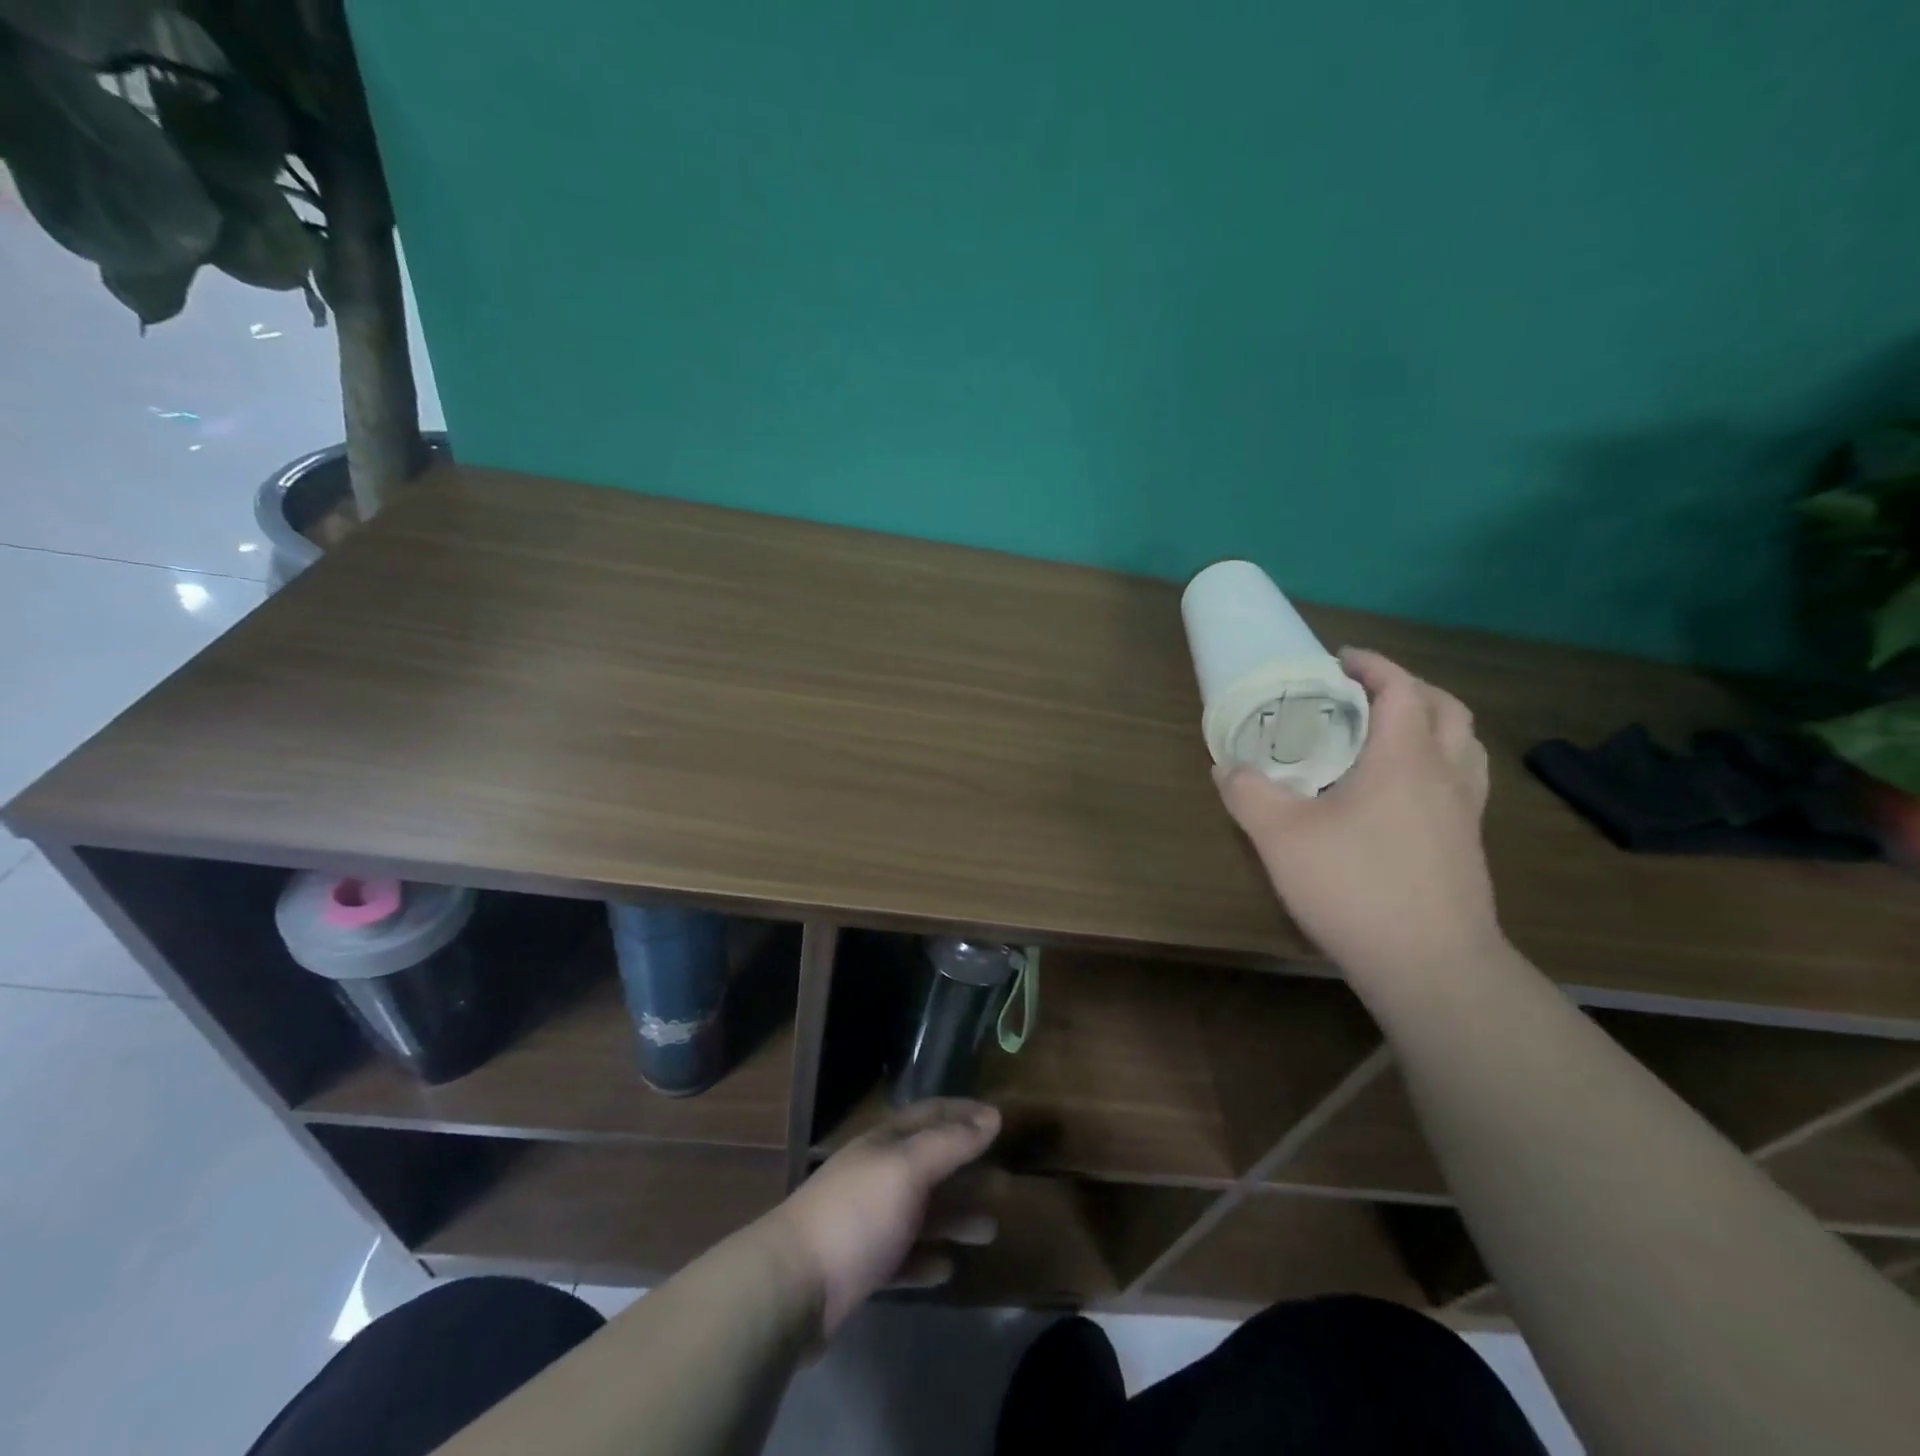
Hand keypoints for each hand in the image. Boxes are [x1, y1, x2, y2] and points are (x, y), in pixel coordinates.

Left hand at [759, 1099, 1001, 1337]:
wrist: (792, 1286)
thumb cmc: (856, 1214)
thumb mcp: (907, 1169)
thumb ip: (950, 1143)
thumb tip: (992, 1115)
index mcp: (885, 1143)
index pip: (930, 1114)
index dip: (964, 1112)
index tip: (999, 1118)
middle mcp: (877, 1175)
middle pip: (929, 1164)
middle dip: (966, 1168)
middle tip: (1004, 1179)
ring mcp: (868, 1221)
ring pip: (921, 1212)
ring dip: (955, 1217)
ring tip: (990, 1229)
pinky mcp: (862, 1267)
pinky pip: (904, 1257)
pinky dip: (927, 1258)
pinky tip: (947, 1268)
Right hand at [1215, 648, 1500, 976]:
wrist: (1430, 966)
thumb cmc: (1355, 887)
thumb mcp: (1280, 836)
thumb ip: (1248, 792)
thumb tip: (1226, 768)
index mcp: (1405, 759)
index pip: (1401, 689)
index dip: (1373, 665)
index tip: (1340, 659)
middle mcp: (1445, 775)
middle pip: (1446, 709)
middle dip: (1408, 688)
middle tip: (1364, 693)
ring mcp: (1466, 813)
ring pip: (1464, 746)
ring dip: (1432, 724)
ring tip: (1390, 735)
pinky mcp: (1469, 847)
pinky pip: (1463, 782)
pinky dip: (1439, 764)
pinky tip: (1403, 794)